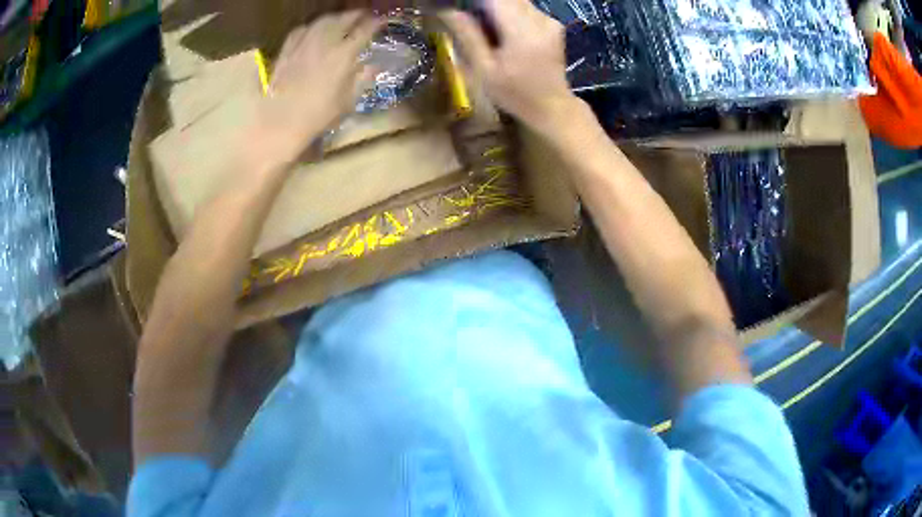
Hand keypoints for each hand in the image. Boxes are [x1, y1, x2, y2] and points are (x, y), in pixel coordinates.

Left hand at [254, 11, 380, 165]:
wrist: (280, 122)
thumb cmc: (318, 116)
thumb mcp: (347, 101)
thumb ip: (361, 79)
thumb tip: (372, 66)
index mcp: (344, 55)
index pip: (364, 30)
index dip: (375, 23)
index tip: (382, 21)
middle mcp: (324, 43)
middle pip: (343, 19)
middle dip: (356, 15)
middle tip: (363, 15)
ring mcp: (303, 44)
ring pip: (322, 21)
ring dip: (335, 17)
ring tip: (340, 19)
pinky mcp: (286, 51)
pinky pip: (301, 30)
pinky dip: (311, 26)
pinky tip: (313, 30)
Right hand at [441, 0, 574, 131]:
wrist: (552, 107)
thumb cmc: (514, 94)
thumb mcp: (484, 69)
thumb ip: (468, 36)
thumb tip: (449, 11)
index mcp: (522, 31)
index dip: (473, 2)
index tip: (459, 9)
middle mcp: (539, 19)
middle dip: (483, 5)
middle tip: (469, 22)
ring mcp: (549, 20)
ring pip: (515, 1)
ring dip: (495, 8)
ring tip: (485, 29)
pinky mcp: (553, 24)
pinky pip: (526, 8)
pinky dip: (510, 13)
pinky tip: (503, 33)